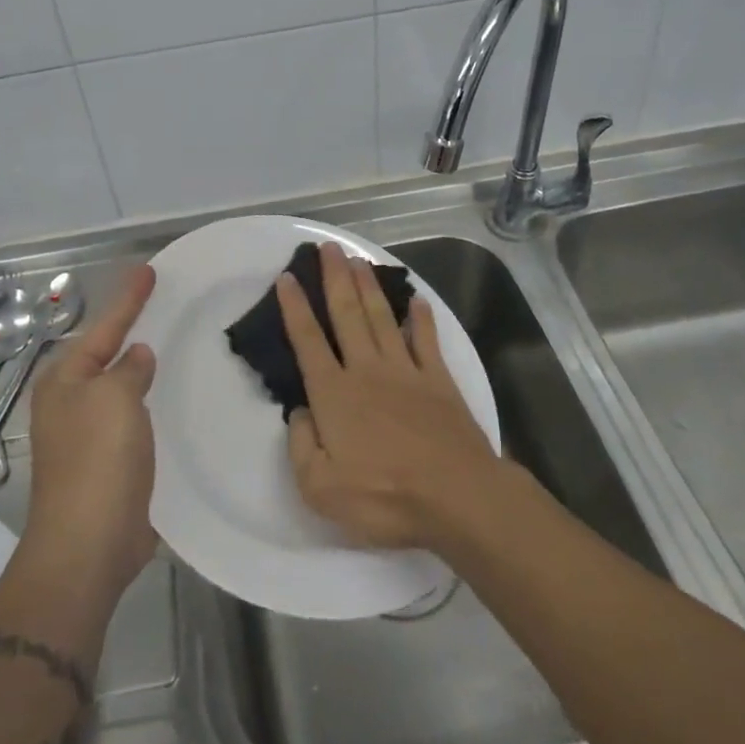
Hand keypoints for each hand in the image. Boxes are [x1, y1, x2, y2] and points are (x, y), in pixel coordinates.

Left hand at [21, 265, 157, 601]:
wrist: (88, 543)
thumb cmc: (98, 459)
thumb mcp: (115, 398)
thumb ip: (128, 369)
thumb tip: (136, 355)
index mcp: (64, 380)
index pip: (103, 327)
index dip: (128, 299)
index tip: (148, 270)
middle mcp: (69, 402)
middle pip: (104, 355)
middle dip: (128, 331)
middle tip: (160, 305)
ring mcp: (85, 435)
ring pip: (118, 388)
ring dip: (139, 369)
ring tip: (167, 345)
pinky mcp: (105, 464)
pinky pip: (130, 419)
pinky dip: (147, 404)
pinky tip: (167, 402)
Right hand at [278, 242, 503, 550]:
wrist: (456, 497)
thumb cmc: (383, 496)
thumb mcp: (320, 488)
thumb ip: (301, 445)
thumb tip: (299, 412)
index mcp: (334, 394)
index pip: (307, 341)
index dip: (295, 307)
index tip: (288, 277)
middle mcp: (366, 370)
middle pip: (346, 314)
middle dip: (334, 278)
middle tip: (328, 247)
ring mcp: (406, 371)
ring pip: (381, 318)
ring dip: (368, 287)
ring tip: (358, 259)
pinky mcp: (439, 381)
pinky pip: (426, 340)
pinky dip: (421, 318)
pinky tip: (417, 300)